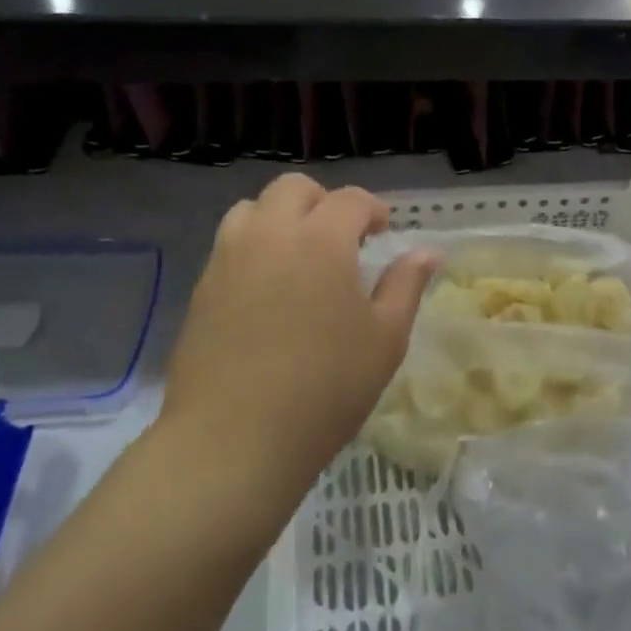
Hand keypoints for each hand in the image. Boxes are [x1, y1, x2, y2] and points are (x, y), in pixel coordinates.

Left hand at [152, 174, 437, 524]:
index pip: (349, 199)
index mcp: (320, 240)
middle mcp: (270, 235)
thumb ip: (406, 285)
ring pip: (252, 208)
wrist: (233, 441)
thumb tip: (427, 251)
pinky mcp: (202, 287)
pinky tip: (268, 288)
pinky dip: (254, 245)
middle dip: (323, 202)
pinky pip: (230, 244)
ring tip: (299, 255)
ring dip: (281, 217)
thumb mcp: (385, 339)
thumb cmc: (325, 389)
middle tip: (341, 238)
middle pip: (294, 188)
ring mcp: (228, 259)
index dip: (372, 209)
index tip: (382, 232)